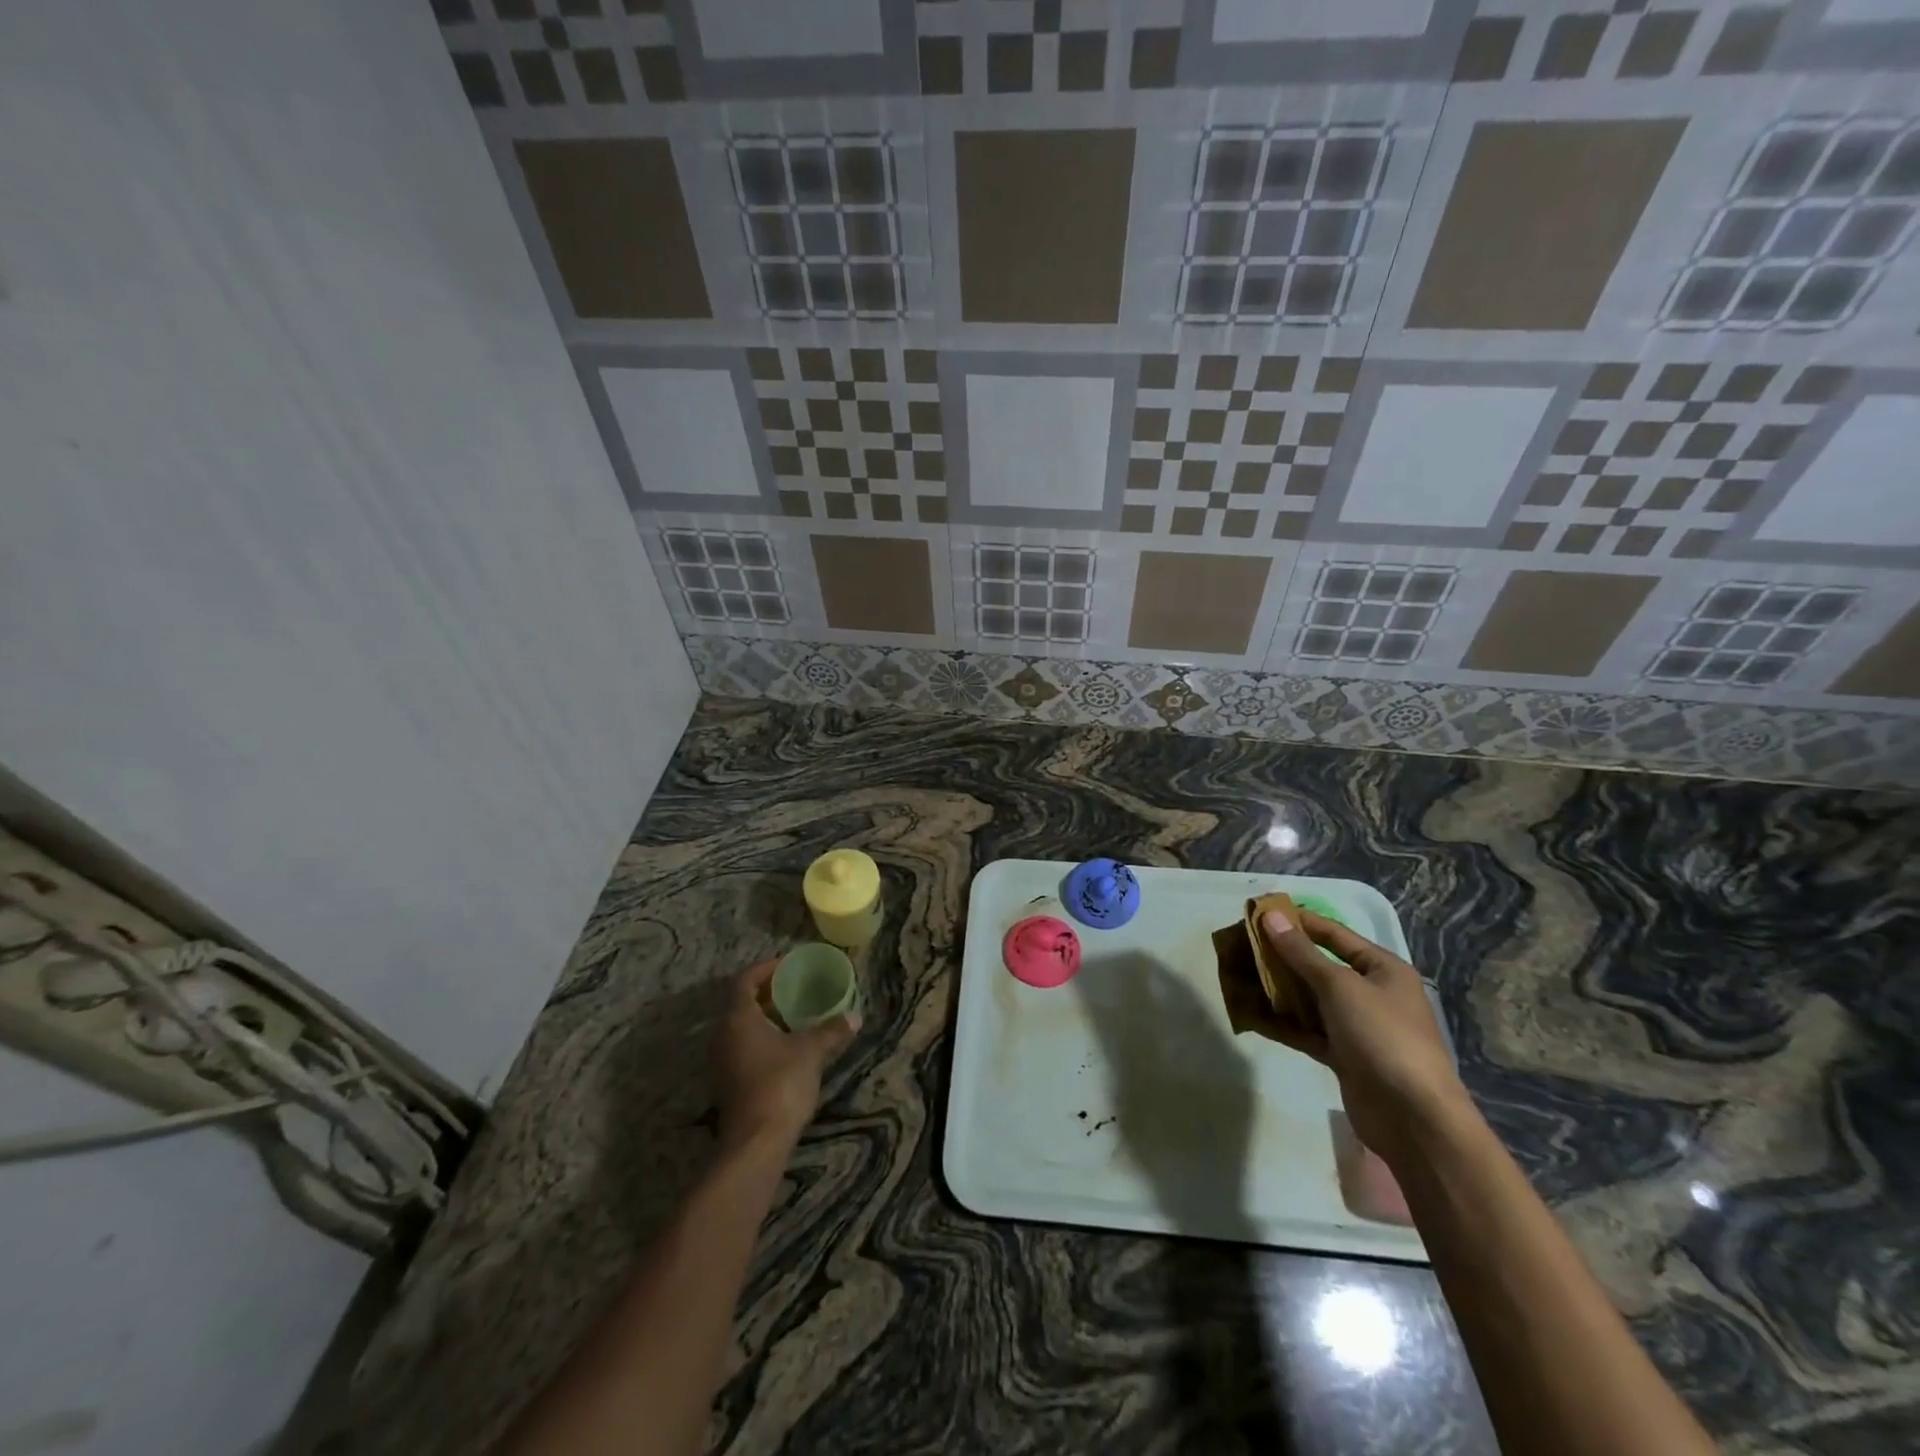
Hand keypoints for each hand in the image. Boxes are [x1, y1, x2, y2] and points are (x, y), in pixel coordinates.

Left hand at [714, 960, 859, 1153]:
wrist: (756, 1144)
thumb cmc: (780, 1084)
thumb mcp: (811, 1051)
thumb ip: (831, 1030)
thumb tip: (854, 1016)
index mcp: (738, 1018)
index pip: (744, 980)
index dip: (765, 968)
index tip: (788, 965)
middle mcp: (723, 1036)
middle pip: (741, 1004)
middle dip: (768, 994)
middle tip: (796, 989)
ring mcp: (722, 1062)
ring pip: (742, 1028)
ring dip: (766, 1019)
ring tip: (796, 1016)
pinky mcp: (729, 1084)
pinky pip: (744, 1048)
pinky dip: (763, 1040)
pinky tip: (788, 1048)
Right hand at [1258, 908, 1471, 1169]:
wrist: (1413, 1118)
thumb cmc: (1382, 1037)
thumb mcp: (1340, 987)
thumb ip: (1302, 953)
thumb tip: (1270, 916)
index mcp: (1382, 969)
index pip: (1334, 934)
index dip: (1299, 921)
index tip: (1260, 911)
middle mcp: (1372, 994)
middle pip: (1319, 966)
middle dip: (1282, 956)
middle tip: (1243, 945)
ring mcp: (1357, 1027)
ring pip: (1310, 1000)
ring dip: (1278, 990)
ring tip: (1240, 976)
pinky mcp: (1343, 1056)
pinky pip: (1307, 1031)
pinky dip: (1283, 1023)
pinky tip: (1252, 1014)